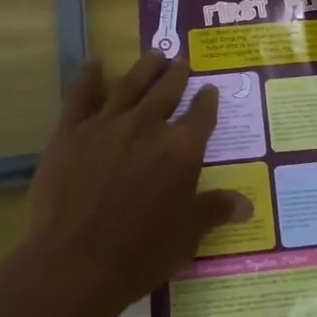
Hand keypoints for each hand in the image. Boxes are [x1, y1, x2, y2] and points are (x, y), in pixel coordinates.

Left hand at [25, 53, 252, 308]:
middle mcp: (147, 126)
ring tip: (153, 54)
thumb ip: (215, 210)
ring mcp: (106, 125)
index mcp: (182, 149)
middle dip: (177, 75)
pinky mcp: (70, 132)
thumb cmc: (141, 252)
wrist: (76, 262)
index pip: (202, 116)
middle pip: (167, 91)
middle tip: (181, 60)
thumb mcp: (188, 234)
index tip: (209, 90)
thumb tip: (246, 203)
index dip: (207, 102)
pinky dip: (88, 77)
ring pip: (129, 85)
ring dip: (144, 68)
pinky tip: (94, 64)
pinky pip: (80, 96)